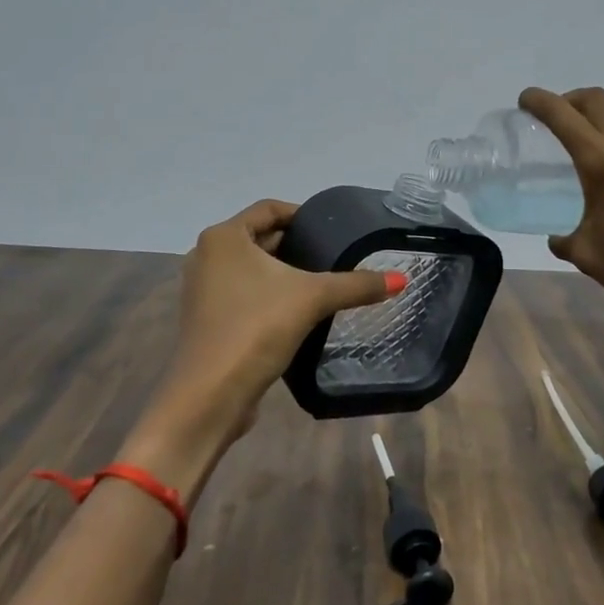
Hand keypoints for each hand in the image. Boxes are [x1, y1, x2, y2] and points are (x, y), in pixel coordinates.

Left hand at [155, 198, 401, 443]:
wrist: (210, 395)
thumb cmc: (256, 328)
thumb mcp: (312, 299)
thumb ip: (356, 285)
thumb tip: (401, 280)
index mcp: (224, 237)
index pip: (269, 209)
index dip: (303, 215)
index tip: (333, 229)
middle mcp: (206, 256)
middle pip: (260, 238)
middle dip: (296, 246)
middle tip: (335, 256)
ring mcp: (202, 290)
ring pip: (251, 269)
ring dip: (283, 273)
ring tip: (322, 283)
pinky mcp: (207, 320)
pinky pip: (242, 294)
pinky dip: (268, 296)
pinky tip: (298, 312)